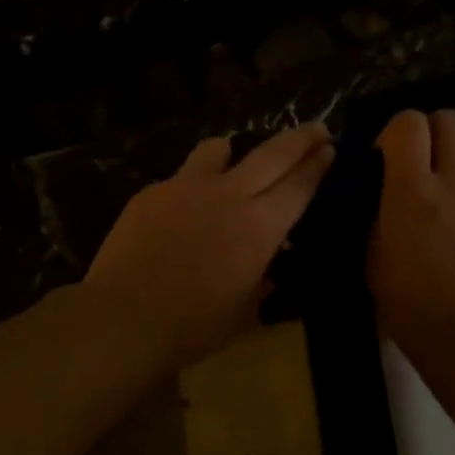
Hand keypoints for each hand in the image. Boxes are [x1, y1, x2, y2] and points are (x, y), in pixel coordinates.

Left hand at [84, 123, 334, 369]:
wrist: (124, 317)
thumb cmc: (193, 326)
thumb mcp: (244, 311)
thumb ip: (261, 280)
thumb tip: (270, 266)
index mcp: (260, 228)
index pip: (298, 186)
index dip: (317, 166)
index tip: (329, 149)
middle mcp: (229, 196)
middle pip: (272, 155)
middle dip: (299, 139)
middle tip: (316, 128)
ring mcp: (186, 188)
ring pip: (218, 150)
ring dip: (234, 151)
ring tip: (232, 157)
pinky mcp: (152, 192)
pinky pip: (180, 177)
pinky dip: (191, 185)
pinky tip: (181, 208)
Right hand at [367, 110, 454, 347]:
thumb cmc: (409, 304)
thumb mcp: (372, 258)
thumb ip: (375, 216)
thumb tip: (379, 197)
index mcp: (411, 190)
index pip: (409, 123)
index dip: (393, 131)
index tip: (382, 158)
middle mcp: (454, 181)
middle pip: (449, 120)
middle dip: (428, 131)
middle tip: (414, 162)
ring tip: (442, 182)